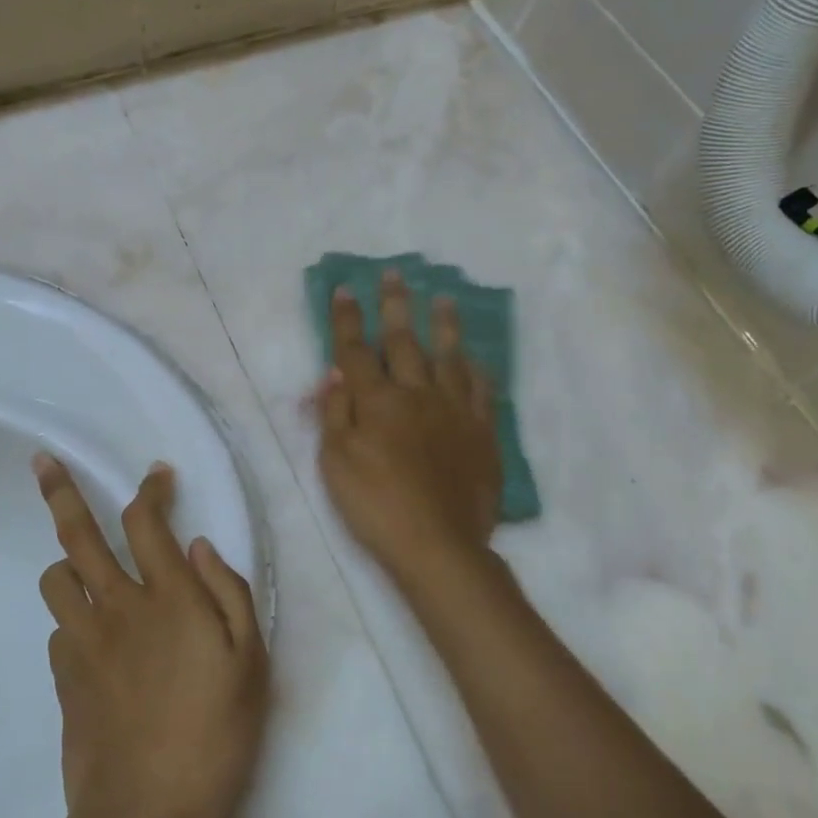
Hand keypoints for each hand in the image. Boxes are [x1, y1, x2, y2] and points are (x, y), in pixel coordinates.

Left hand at [34, 455, 267, 817]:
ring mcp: (83, 640)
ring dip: (67, 563)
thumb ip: (228, 592)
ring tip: (84, 571)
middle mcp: (117, 604)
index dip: (150, 489)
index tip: (157, 475)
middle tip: (43, 462)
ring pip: (56, 578)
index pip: (146, 520)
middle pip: (78, 533)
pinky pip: (59, 630)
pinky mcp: (63, 677)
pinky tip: (95, 643)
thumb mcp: (250, 661)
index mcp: (167, 595)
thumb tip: (197, 546)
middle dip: (60, 491)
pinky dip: (74, 622)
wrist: (145, 814)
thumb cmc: (214, 733)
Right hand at [315, 274, 501, 579]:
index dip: (347, 319)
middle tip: (395, 274)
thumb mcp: (335, 462)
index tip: (344, 289)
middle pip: (403, 342)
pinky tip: (474, 358)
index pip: (355, 351)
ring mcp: (454, 412)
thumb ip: (334, 413)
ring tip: (443, 299)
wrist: (438, 544)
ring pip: (448, 357)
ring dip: (443, 326)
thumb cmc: (375, 505)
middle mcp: (416, 395)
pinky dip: (476, 370)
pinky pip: (481, 391)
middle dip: (395, 306)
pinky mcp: (482, 433)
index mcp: (377, 402)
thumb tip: (335, 372)